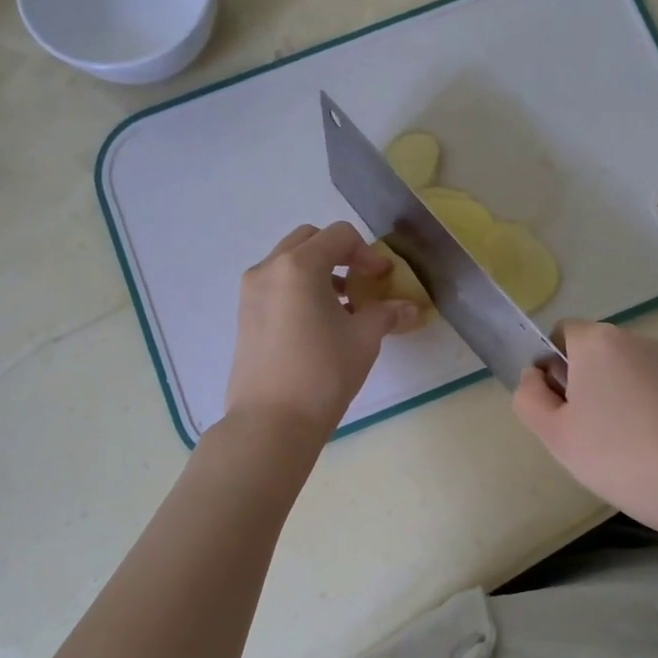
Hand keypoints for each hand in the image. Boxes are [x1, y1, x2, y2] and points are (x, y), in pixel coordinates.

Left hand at [225, 223, 422, 436]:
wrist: (271, 422)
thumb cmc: (323, 373)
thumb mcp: (364, 339)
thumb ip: (387, 314)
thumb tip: (412, 309)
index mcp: (299, 266)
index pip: (339, 235)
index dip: (368, 253)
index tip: (382, 279)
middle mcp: (269, 269)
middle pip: (310, 240)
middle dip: (340, 254)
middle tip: (361, 283)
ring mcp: (251, 291)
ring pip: (289, 262)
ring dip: (319, 271)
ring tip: (343, 307)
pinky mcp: (244, 315)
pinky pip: (276, 285)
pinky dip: (299, 289)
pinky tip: (318, 324)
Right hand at [513, 321, 657, 551]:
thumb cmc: (619, 454)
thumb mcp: (555, 433)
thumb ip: (529, 398)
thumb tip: (535, 377)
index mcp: (597, 340)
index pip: (559, 335)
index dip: (548, 368)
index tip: (555, 409)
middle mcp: (632, 340)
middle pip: (589, 354)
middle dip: (577, 387)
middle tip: (578, 435)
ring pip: (616, 375)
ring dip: (605, 403)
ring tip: (611, 450)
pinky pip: (643, 391)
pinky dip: (633, 414)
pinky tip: (639, 453)